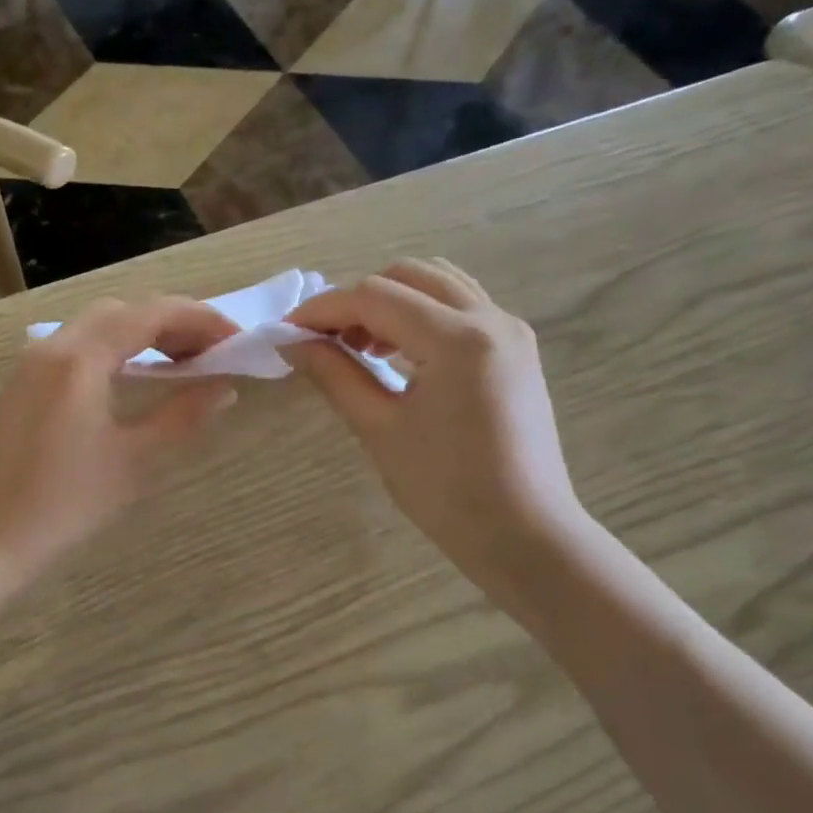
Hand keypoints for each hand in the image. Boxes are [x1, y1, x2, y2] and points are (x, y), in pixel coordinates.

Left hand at [0, 297, 238, 589]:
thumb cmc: (68, 502)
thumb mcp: (134, 459)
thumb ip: (182, 414)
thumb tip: (224, 387)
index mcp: (81, 359)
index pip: (151, 314)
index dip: (200, 319)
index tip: (236, 339)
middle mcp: (54, 345)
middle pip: (124, 310)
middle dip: (174, 322)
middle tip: (213, 352)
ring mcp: (34, 360)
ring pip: (99, 323)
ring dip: (144, 332)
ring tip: (183, 361)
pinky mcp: (26, 379)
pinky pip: (78, 343)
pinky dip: (115, 346)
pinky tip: (137, 374)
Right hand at [285, 259, 583, 590]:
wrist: (525, 536)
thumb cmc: (446, 490)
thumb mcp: (379, 429)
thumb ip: (334, 374)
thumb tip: (292, 343)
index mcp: (457, 339)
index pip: (374, 298)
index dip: (323, 309)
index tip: (287, 331)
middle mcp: (490, 319)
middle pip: (408, 276)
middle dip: (356, 299)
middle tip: (324, 341)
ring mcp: (510, 331)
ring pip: (438, 284)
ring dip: (391, 302)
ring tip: (360, 347)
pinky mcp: (516, 350)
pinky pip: (461, 307)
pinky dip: (421, 314)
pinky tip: (399, 354)